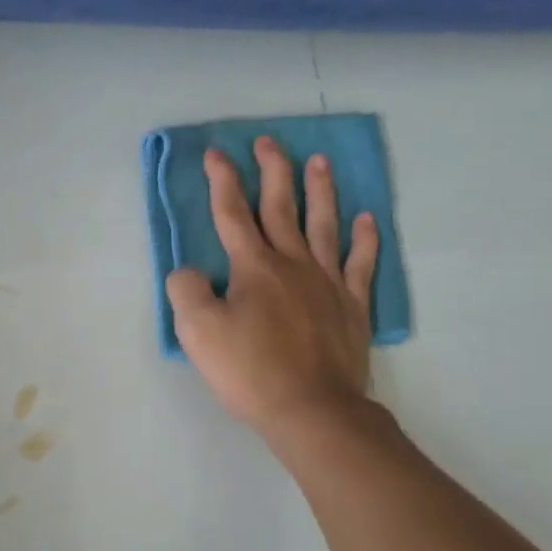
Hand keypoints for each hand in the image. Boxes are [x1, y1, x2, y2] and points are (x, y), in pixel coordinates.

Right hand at [166, 137, 380, 435]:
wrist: (312, 409)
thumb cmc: (250, 370)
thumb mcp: (197, 332)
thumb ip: (186, 290)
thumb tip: (190, 271)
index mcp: (253, 267)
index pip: (233, 213)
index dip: (222, 180)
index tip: (216, 152)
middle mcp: (292, 263)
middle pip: (281, 207)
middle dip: (273, 170)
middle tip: (269, 141)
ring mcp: (327, 282)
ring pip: (323, 224)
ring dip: (320, 190)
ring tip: (320, 161)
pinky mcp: (352, 306)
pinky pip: (360, 263)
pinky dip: (364, 239)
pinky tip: (365, 220)